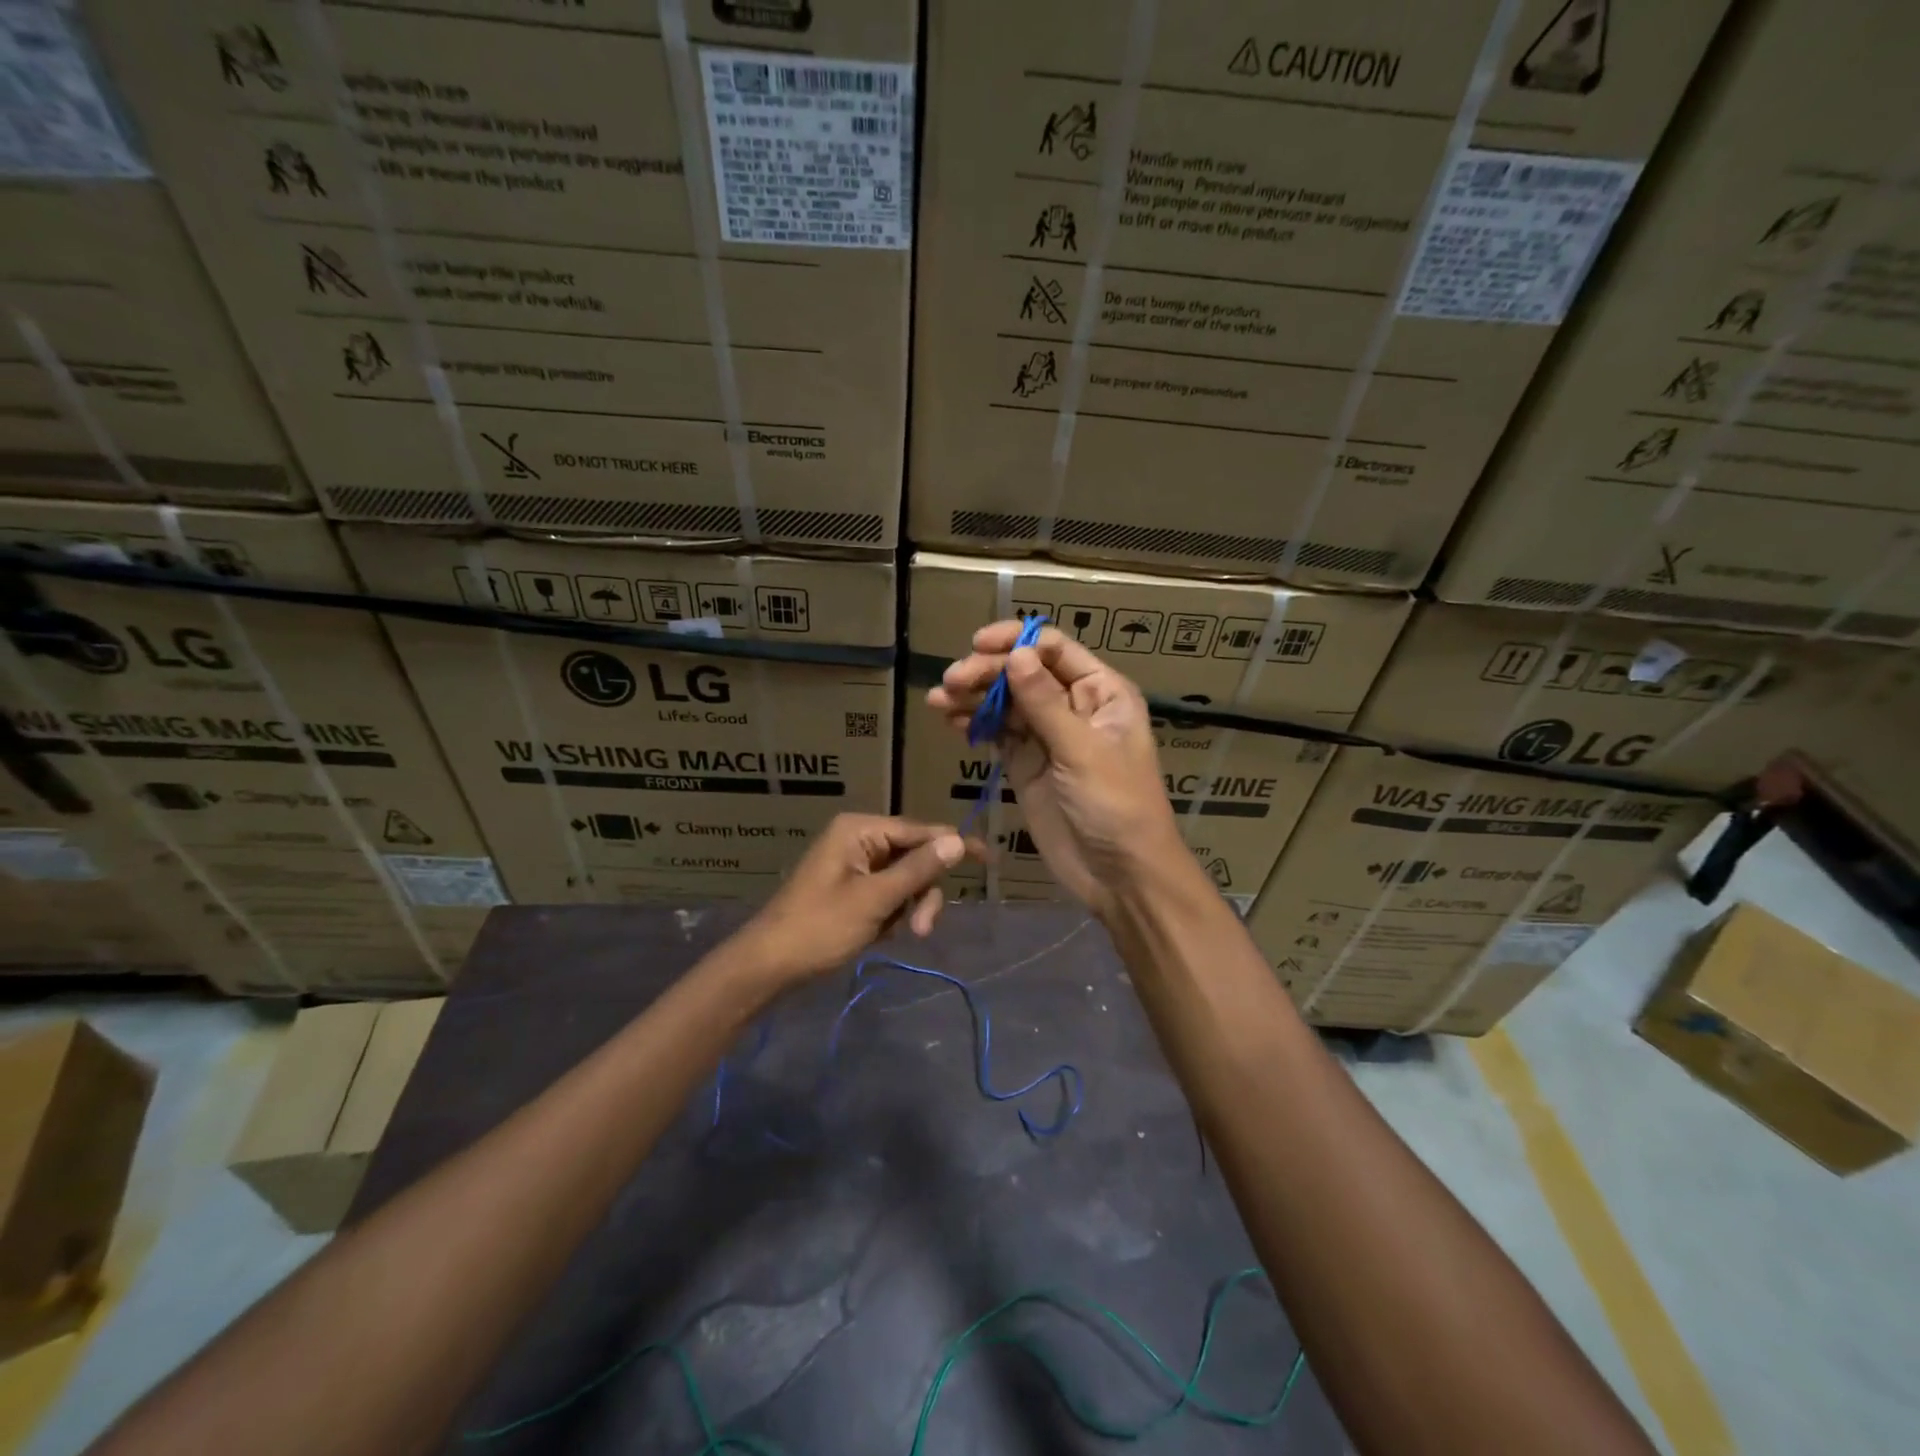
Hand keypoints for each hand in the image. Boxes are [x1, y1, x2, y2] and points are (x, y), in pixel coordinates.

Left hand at [732, 815, 977, 984]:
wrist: (769, 966)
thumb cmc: (819, 928)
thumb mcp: (875, 900)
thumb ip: (918, 869)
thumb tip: (958, 840)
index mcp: (860, 830)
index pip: (921, 831)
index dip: (955, 845)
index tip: (990, 860)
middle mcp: (860, 840)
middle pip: (916, 858)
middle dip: (922, 893)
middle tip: (920, 929)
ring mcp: (856, 866)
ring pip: (906, 880)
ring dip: (910, 908)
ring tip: (900, 936)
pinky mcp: (853, 890)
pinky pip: (890, 895)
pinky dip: (894, 915)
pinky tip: (881, 935)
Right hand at [927, 622, 1184, 917]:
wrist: (1119, 874)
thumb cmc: (1116, 805)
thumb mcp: (1083, 750)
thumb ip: (1045, 703)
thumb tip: (1016, 653)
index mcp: (1101, 692)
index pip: (1055, 649)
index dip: (1017, 640)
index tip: (979, 644)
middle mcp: (1073, 705)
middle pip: (1024, 672)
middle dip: (987, 672)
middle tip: (951, 682)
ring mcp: (1047, 735)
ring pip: (1006, 702)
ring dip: (973, 695)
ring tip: (938, 699)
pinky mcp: (1025, 763)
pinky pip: (997, 733)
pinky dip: (974, 722)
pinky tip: (950, 718)